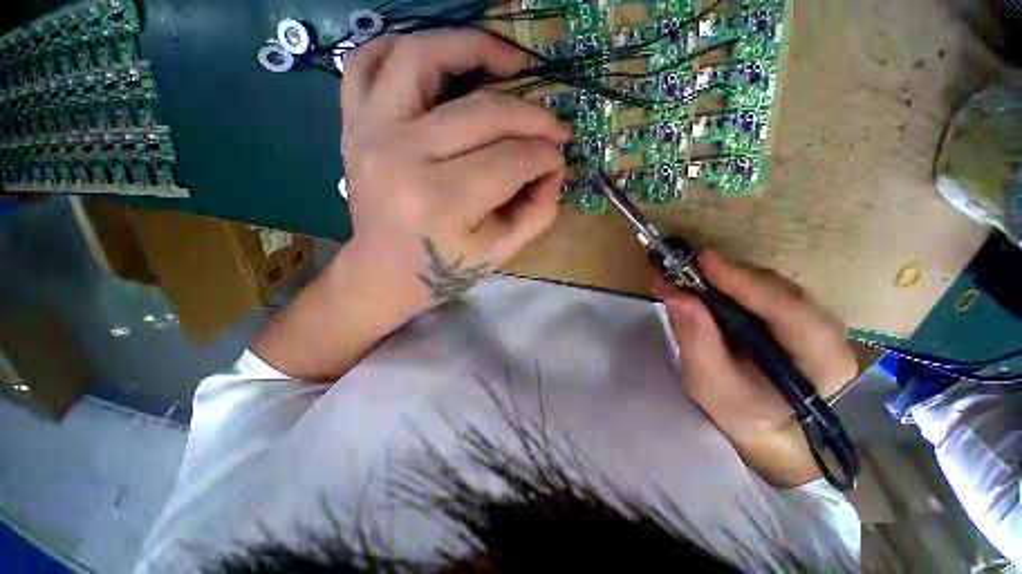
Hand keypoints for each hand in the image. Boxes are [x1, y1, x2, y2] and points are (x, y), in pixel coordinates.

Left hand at [340, 30, 569, 315]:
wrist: (385, 274)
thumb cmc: (445, 270)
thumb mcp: (501, 251)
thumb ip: (538, 211)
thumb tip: (557, 168)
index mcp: (441, 202)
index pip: (510, 159)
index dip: (545, 154)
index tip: (560, 156)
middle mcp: (401, 157)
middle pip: (482, 112)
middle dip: (531, 116)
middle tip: (552, 125)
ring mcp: (369, 133)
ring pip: (422, 57)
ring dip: (473, 46)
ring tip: (510, 62)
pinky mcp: (354, 125)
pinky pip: (369, 61)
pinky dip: (406, 48)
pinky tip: (441, 60)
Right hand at [652, 251, 857, 486]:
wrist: (766, 427)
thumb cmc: (741, 413)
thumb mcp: (709, 381)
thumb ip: (695, 338)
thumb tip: (673, 292)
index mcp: (822, 361)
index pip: (789, 311)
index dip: (745, 282)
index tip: (703, 261)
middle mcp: (829, 334)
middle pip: (781, 291)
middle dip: (733, 275)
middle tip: (687, 266)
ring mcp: (816, 321)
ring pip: (774, 286)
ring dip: (730, 276)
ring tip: (692, 273)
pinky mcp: (797, 316)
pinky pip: (766, 290)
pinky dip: (734, 283)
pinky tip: (709, 282)